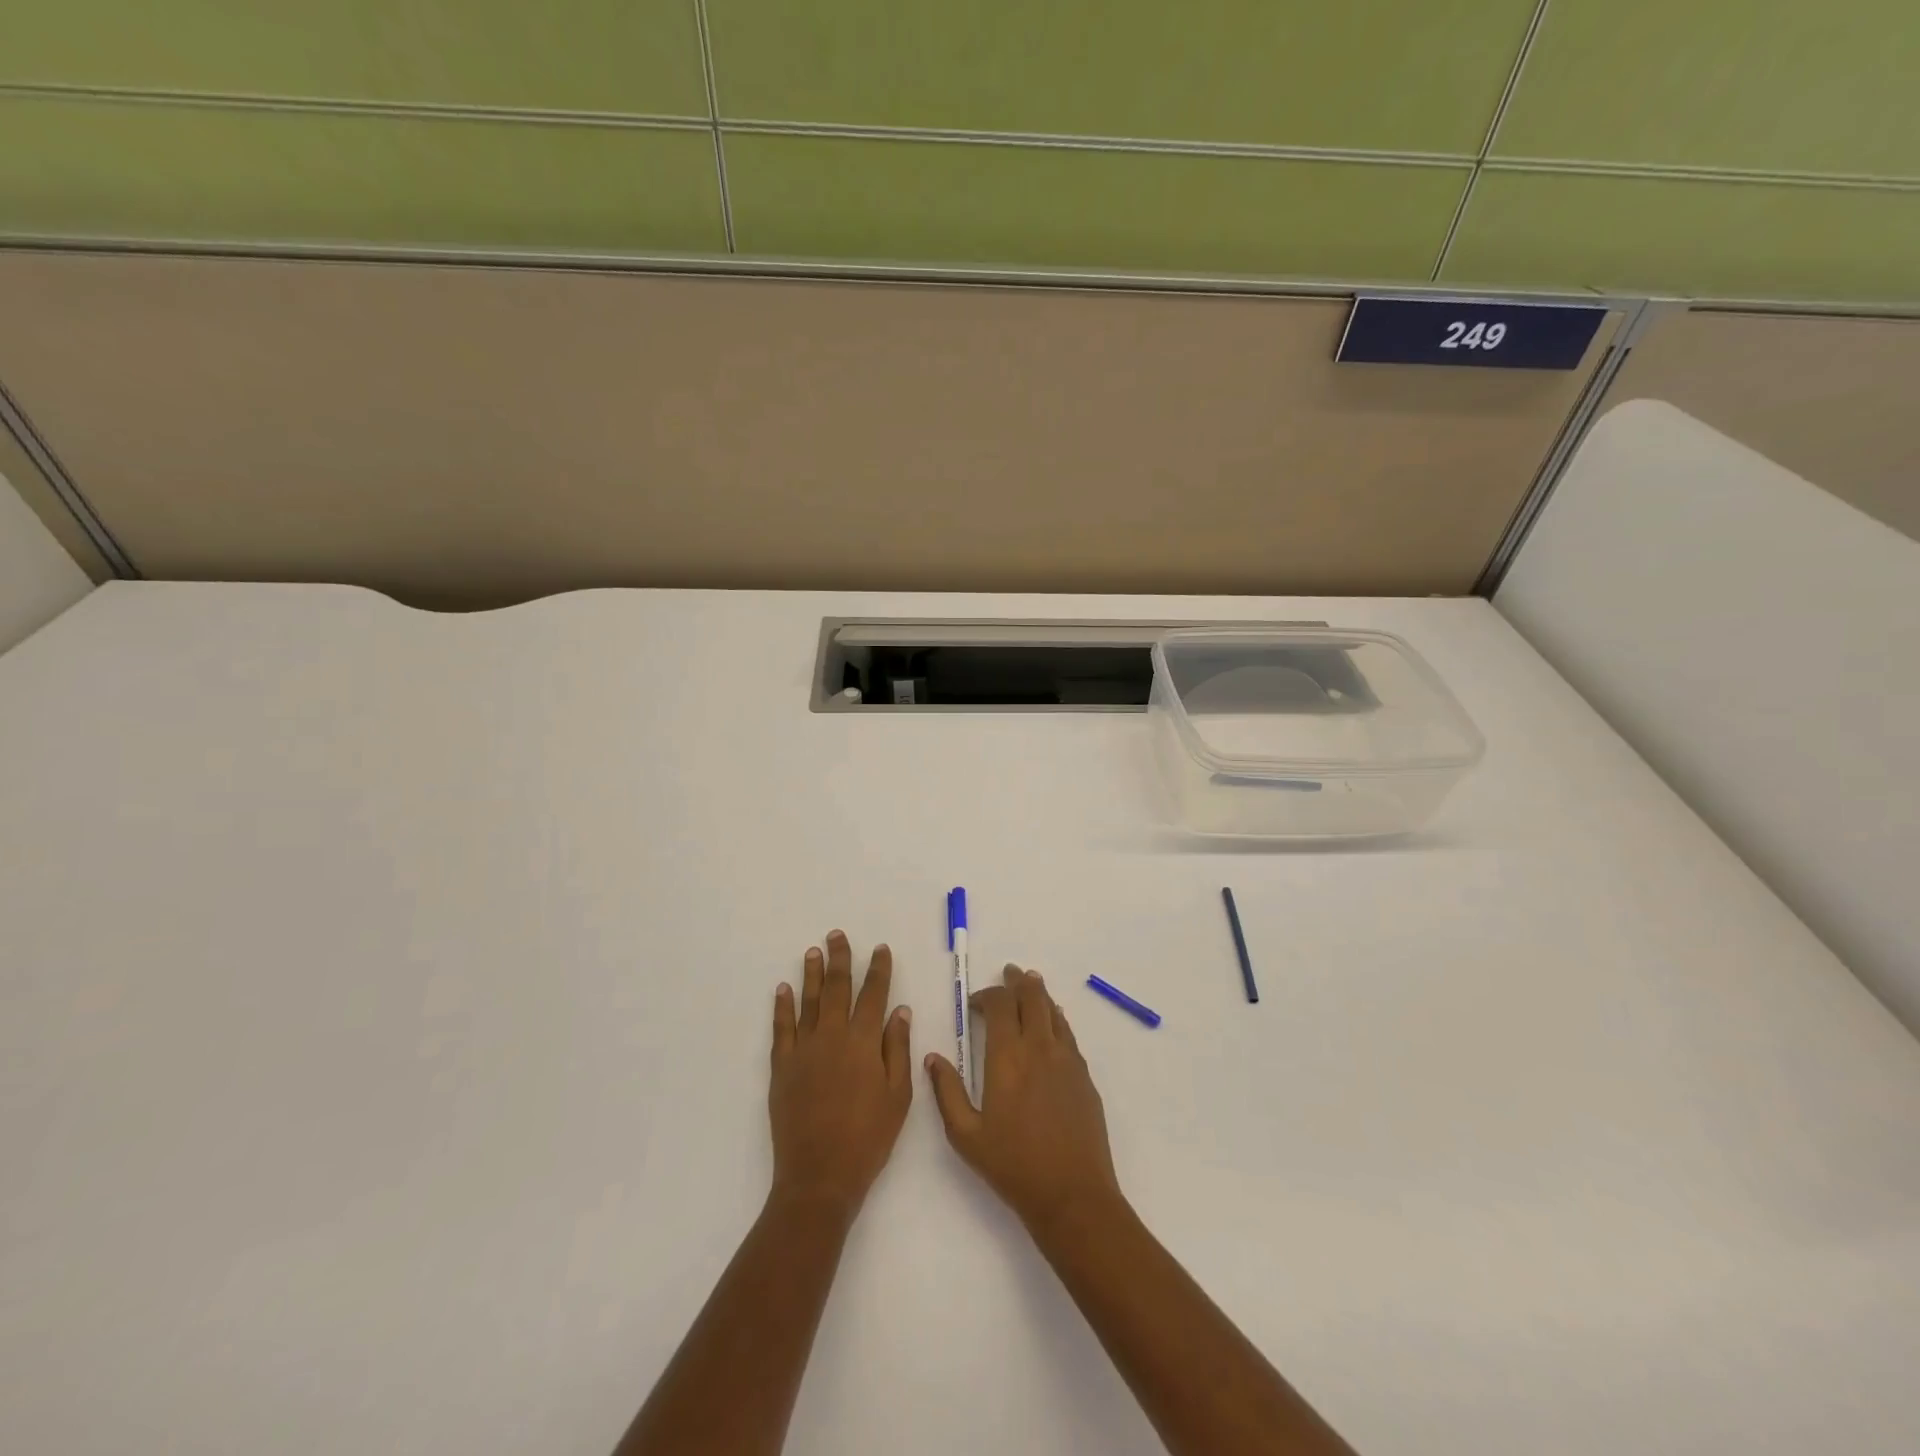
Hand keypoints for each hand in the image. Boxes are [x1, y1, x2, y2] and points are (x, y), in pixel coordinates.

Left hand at [769, 931, 911, 1219]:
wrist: (819, 1176)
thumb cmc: (868, 1138)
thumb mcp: (898, 1096)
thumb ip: (898, 1049)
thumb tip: (899, 1010)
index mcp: (864, 1042)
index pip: (873, 994)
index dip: (878, 970)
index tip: (880, 949)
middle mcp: (832, 1036)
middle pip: (836, 987)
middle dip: (839, 959)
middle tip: (837, 935)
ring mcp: (803, 1050)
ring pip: (807, 1001)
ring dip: (811, 973)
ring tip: (813, 951)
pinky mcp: (781, 1067)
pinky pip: (781, 1028)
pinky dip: (782, 1006)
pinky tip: (783, 989)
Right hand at [926, 965, 1122, 1233]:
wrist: (1072, 1195)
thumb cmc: (1012, 1166)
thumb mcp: (965, 1135)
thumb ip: (947, 1091)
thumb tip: (933, 1057)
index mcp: (1007, 1056)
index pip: (999, 1005)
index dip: (986, 995)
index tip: (974, 1003)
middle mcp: (1039, 1047)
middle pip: (1031, 996)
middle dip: (1017, 981)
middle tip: (1009, 973)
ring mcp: (1066, 1059)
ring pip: (1053, 1010)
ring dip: (1039, 994)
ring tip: (1030, 984)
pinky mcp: (1084, 1075)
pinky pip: (1068, 1033)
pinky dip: (1056, 1019)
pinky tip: (1053, 1023)